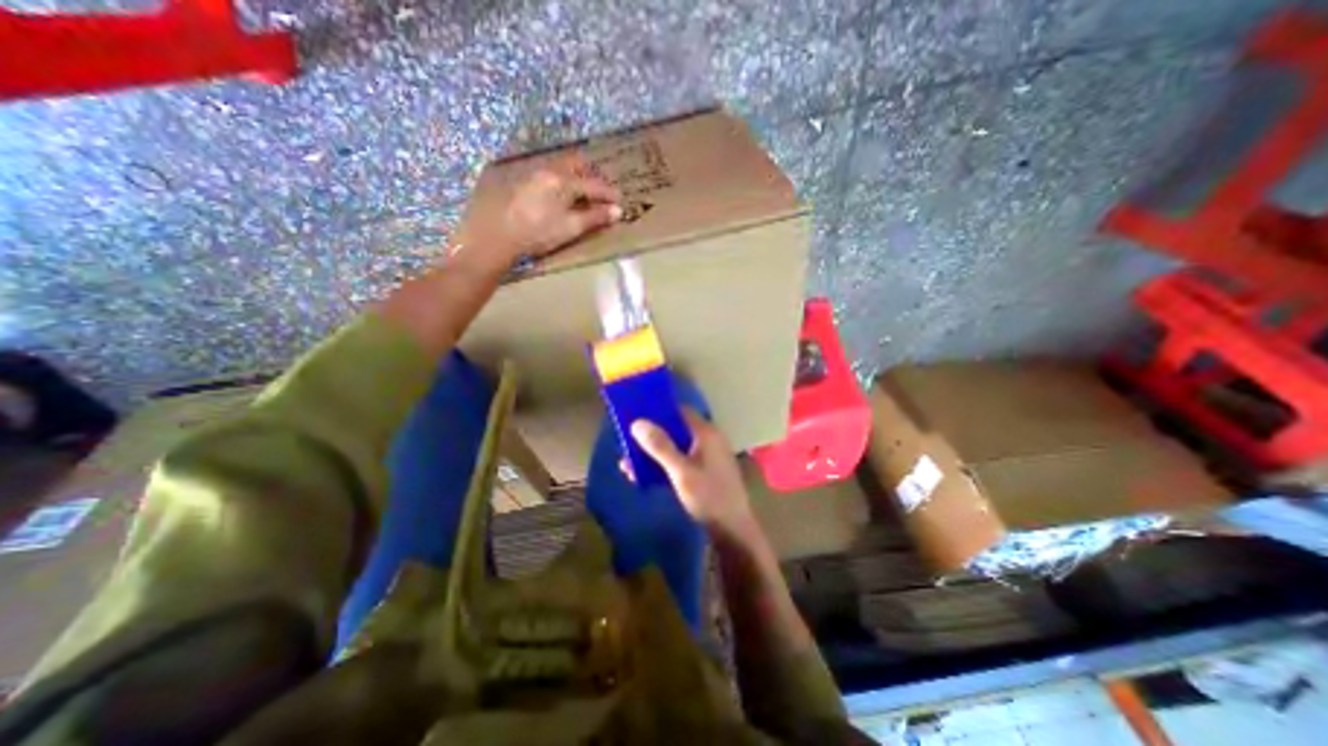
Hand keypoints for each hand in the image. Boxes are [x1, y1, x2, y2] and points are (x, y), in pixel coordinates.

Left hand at [450, 163, 623, 271]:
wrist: (497, 235)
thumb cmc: (538, 234)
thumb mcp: (570, 228)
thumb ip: (595, 217)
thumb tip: (617, 211)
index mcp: (564, 181)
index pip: (594, 184)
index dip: (609, 193)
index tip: (620, 200)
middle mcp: (549, 170)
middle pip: (576, 163)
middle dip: (591, 175)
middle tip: (600, 191)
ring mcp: (533, 173)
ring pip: (560, 166)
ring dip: (575, 176)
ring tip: (581, 193)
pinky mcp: (521, 180)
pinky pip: (548, 173)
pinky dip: (561, 180)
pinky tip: (559, 195)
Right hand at [628, 410, 757, 538]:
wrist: (732, 530)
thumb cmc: (709, 497)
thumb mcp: (681, 472)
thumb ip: (660, 447)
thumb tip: (637, 422)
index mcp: (706, 433)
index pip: (680, 411)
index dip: (657, 411)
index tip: (634, 416)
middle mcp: (707, 439)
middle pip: (674, 430)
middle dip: (650, 438)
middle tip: (626, 445)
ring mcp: (706, 456)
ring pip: (674, 448)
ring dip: (653, 455)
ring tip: (627, 466)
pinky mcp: (703, 471)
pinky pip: (678, 461)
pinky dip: (662, 466)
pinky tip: (642, 478)